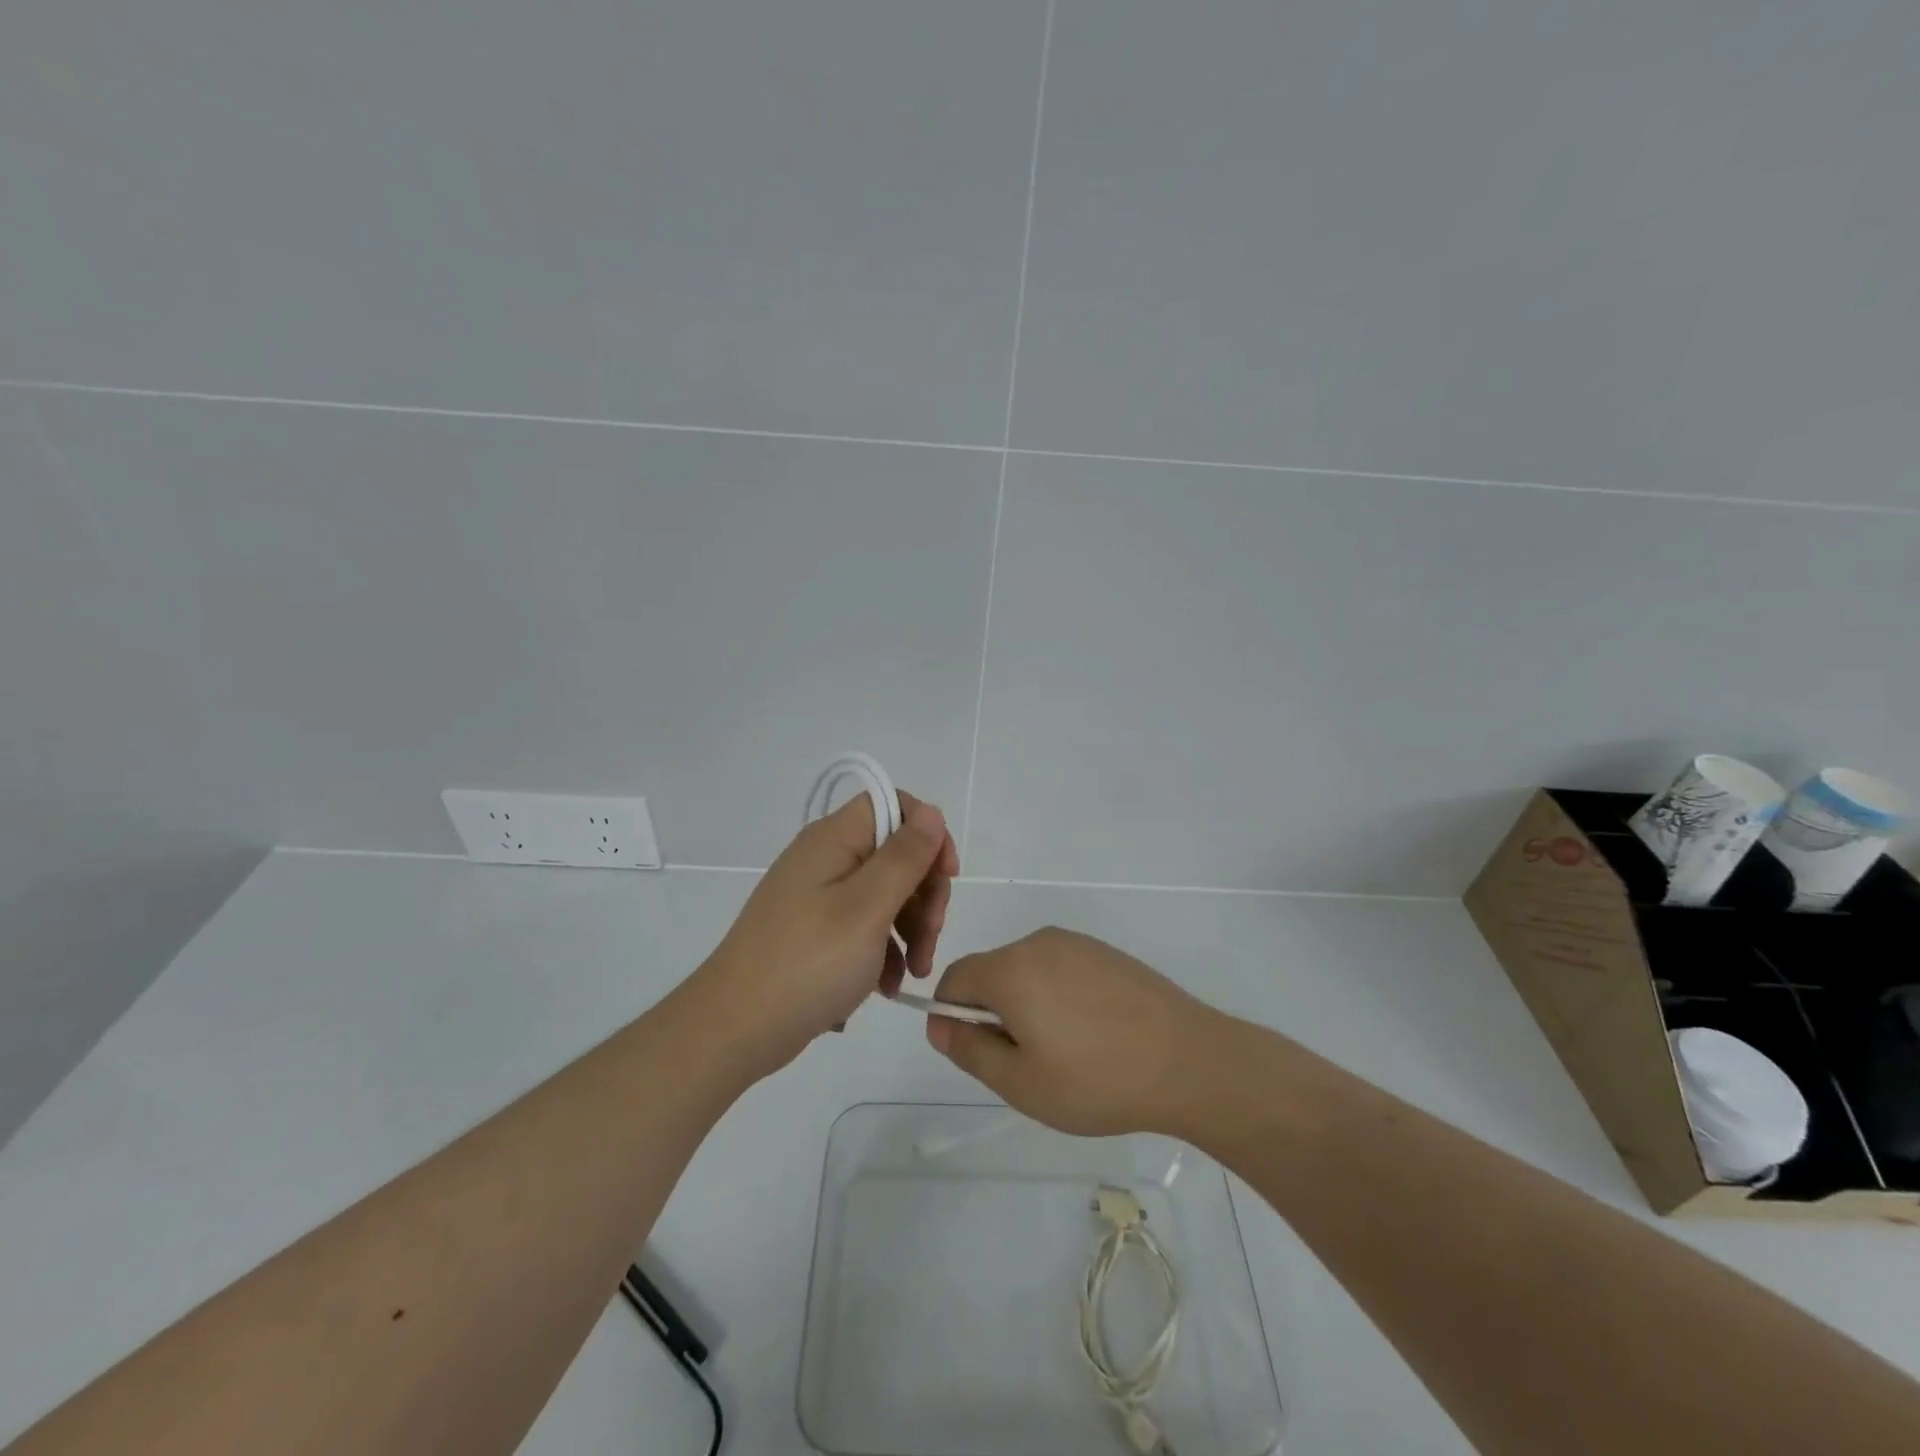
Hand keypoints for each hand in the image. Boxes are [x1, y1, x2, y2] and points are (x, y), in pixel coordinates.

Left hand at [698, 789, 957, 1074]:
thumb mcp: (867, 908)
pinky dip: (884, 950)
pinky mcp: (816, 930)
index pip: (894, 806)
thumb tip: (932, 812)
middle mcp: (826, 858)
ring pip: (885, 893)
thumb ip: (904, 857)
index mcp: (834, 839)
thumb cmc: (808, 963)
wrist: (734, 1029)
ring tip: (915, 972)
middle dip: (924, 894)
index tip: (947, 875)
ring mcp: (819, 895)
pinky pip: (864, 925)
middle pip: (895, 853)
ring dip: (911, 928)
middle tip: (930, 938)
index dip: (928, 834)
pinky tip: (889, 986)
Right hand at [923, 927, 1226, 1136]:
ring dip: (1028, 1006)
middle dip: (994, 1013)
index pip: (954, 979)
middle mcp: (1039, 943)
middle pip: (992, 972)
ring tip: (1066, 1053)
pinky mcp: (1106, 953)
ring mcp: (1077, 944)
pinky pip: (1062, 970)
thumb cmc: (1096, 1079)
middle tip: (1027, 1063)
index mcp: (1011, 968)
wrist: (1190, 1061)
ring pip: (1028, 972)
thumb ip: (969, 1049)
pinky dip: (1060, 997)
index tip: (978, 1054)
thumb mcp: (1020, 1082)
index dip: (952, 1016)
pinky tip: (1094, 1034)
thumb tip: (938, 1024)